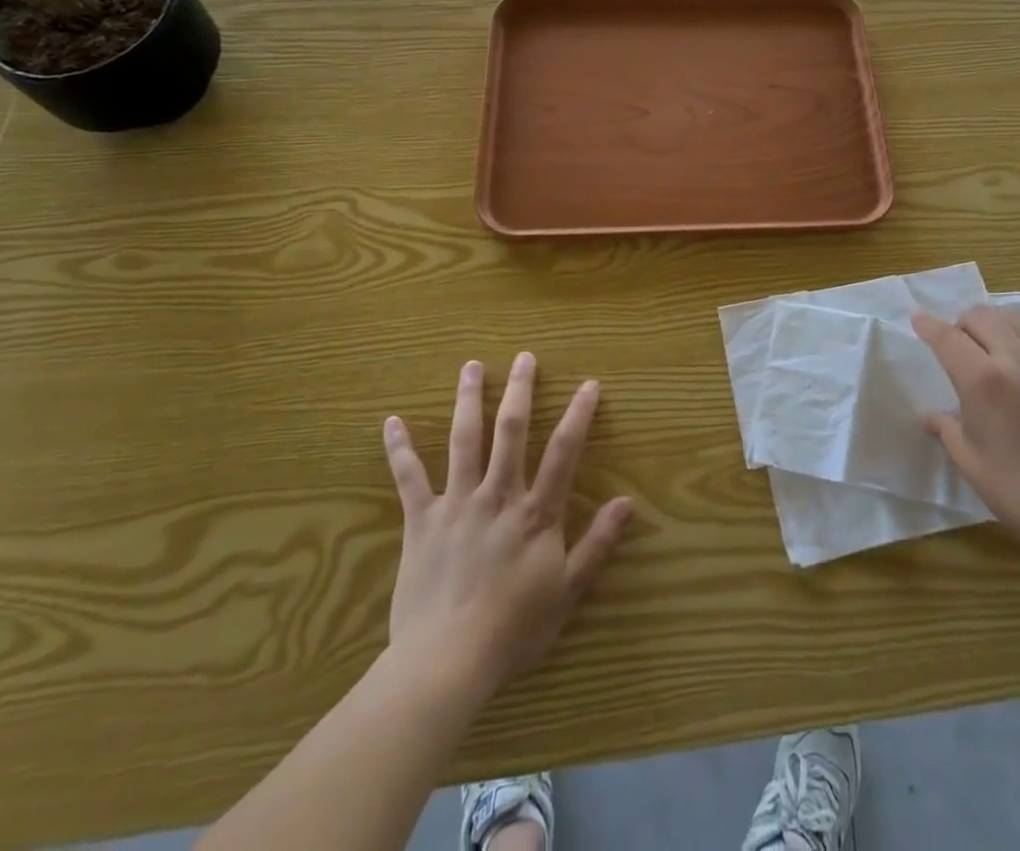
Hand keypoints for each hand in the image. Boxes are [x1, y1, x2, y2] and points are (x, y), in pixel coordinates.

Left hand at [382, 352, 630, 702]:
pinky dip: (400, 449)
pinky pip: (409, 478)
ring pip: (463, 440)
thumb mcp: (567, 591)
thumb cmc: (513, 629)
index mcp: (535, 512)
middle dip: (519, 390)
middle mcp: (498, 495)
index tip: (589, 384)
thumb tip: (627, 502)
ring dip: (468, 400)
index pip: (563, 452)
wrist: (445, 663)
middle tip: (524, 357)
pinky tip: (392, 421)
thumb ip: (596, 543)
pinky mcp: (421, 520)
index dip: (579, 415)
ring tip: (471, 366)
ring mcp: (457, 503)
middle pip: (511, 431)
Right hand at [913, 307, 1019, 552]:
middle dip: (959, 324)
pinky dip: (1019, 331)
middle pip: (979, 316)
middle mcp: (1014, 358)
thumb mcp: (971, 462)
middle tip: (955, 348)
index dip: (928, 326)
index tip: (917, 320)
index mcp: (983, 380)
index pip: (947, 337)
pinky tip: (1018, 354)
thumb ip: (946, 429)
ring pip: (1009, 317)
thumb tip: (929, 417)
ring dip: (990, 324)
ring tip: (987, 347)